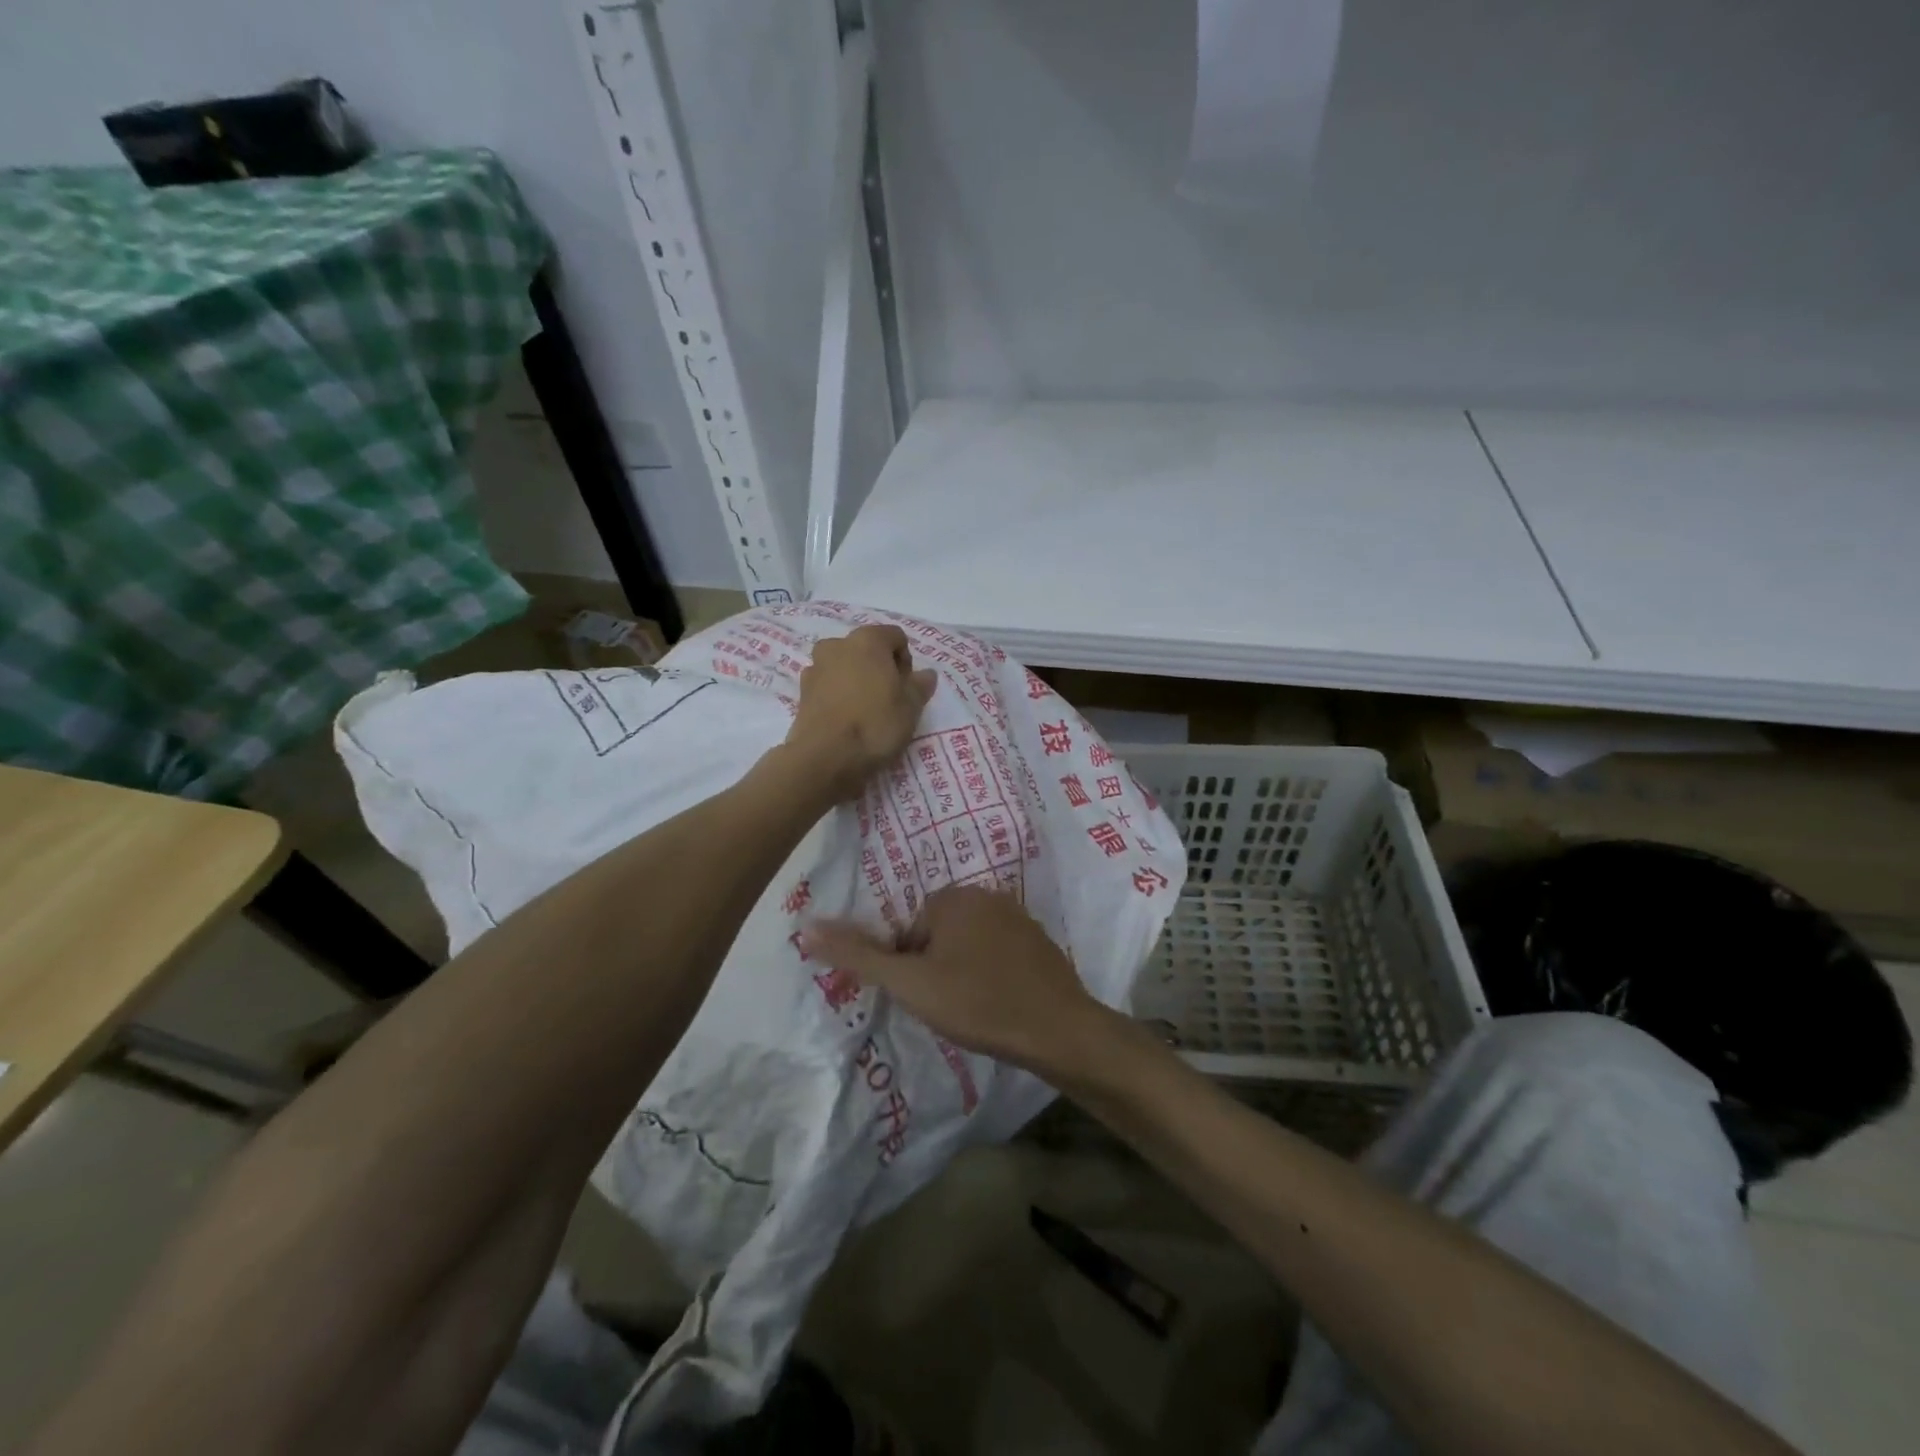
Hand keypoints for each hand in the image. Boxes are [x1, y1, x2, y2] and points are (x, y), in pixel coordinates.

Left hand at [784, 624, 935, 802]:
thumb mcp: (911, 708)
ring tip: (865, 710)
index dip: (906, 661)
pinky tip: (845, 719)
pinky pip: (828, 685)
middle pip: (867, 649)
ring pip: (845, 666)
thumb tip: (926, 674)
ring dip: (856, 680)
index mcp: (867, 640)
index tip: (906, 688)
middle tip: (889, 699)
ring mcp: (815, 667)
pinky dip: (838, 694)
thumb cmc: (875, 725)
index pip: (895, 636)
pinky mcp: (801, 692)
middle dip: (879, 668)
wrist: (825, 758)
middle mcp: (837, 645)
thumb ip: (920, 685)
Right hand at [801, 886, 1114, 1075]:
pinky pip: (998, 953)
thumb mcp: (909, 983)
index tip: (924, 997)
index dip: (908, 968)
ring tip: (972, 1009)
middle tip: (947, 1006)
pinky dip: (991, 975)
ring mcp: (1018, 917)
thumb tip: (805, 927)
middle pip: (937, 934)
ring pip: (968, 945)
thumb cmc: (977, 1002)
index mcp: (953, 897)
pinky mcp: (1039, 941)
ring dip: (962, 973)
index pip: (908, 930)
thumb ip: (858, 955)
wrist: (1057, 1029)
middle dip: (934, 968)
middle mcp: (986, 895)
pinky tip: (998, 1004)